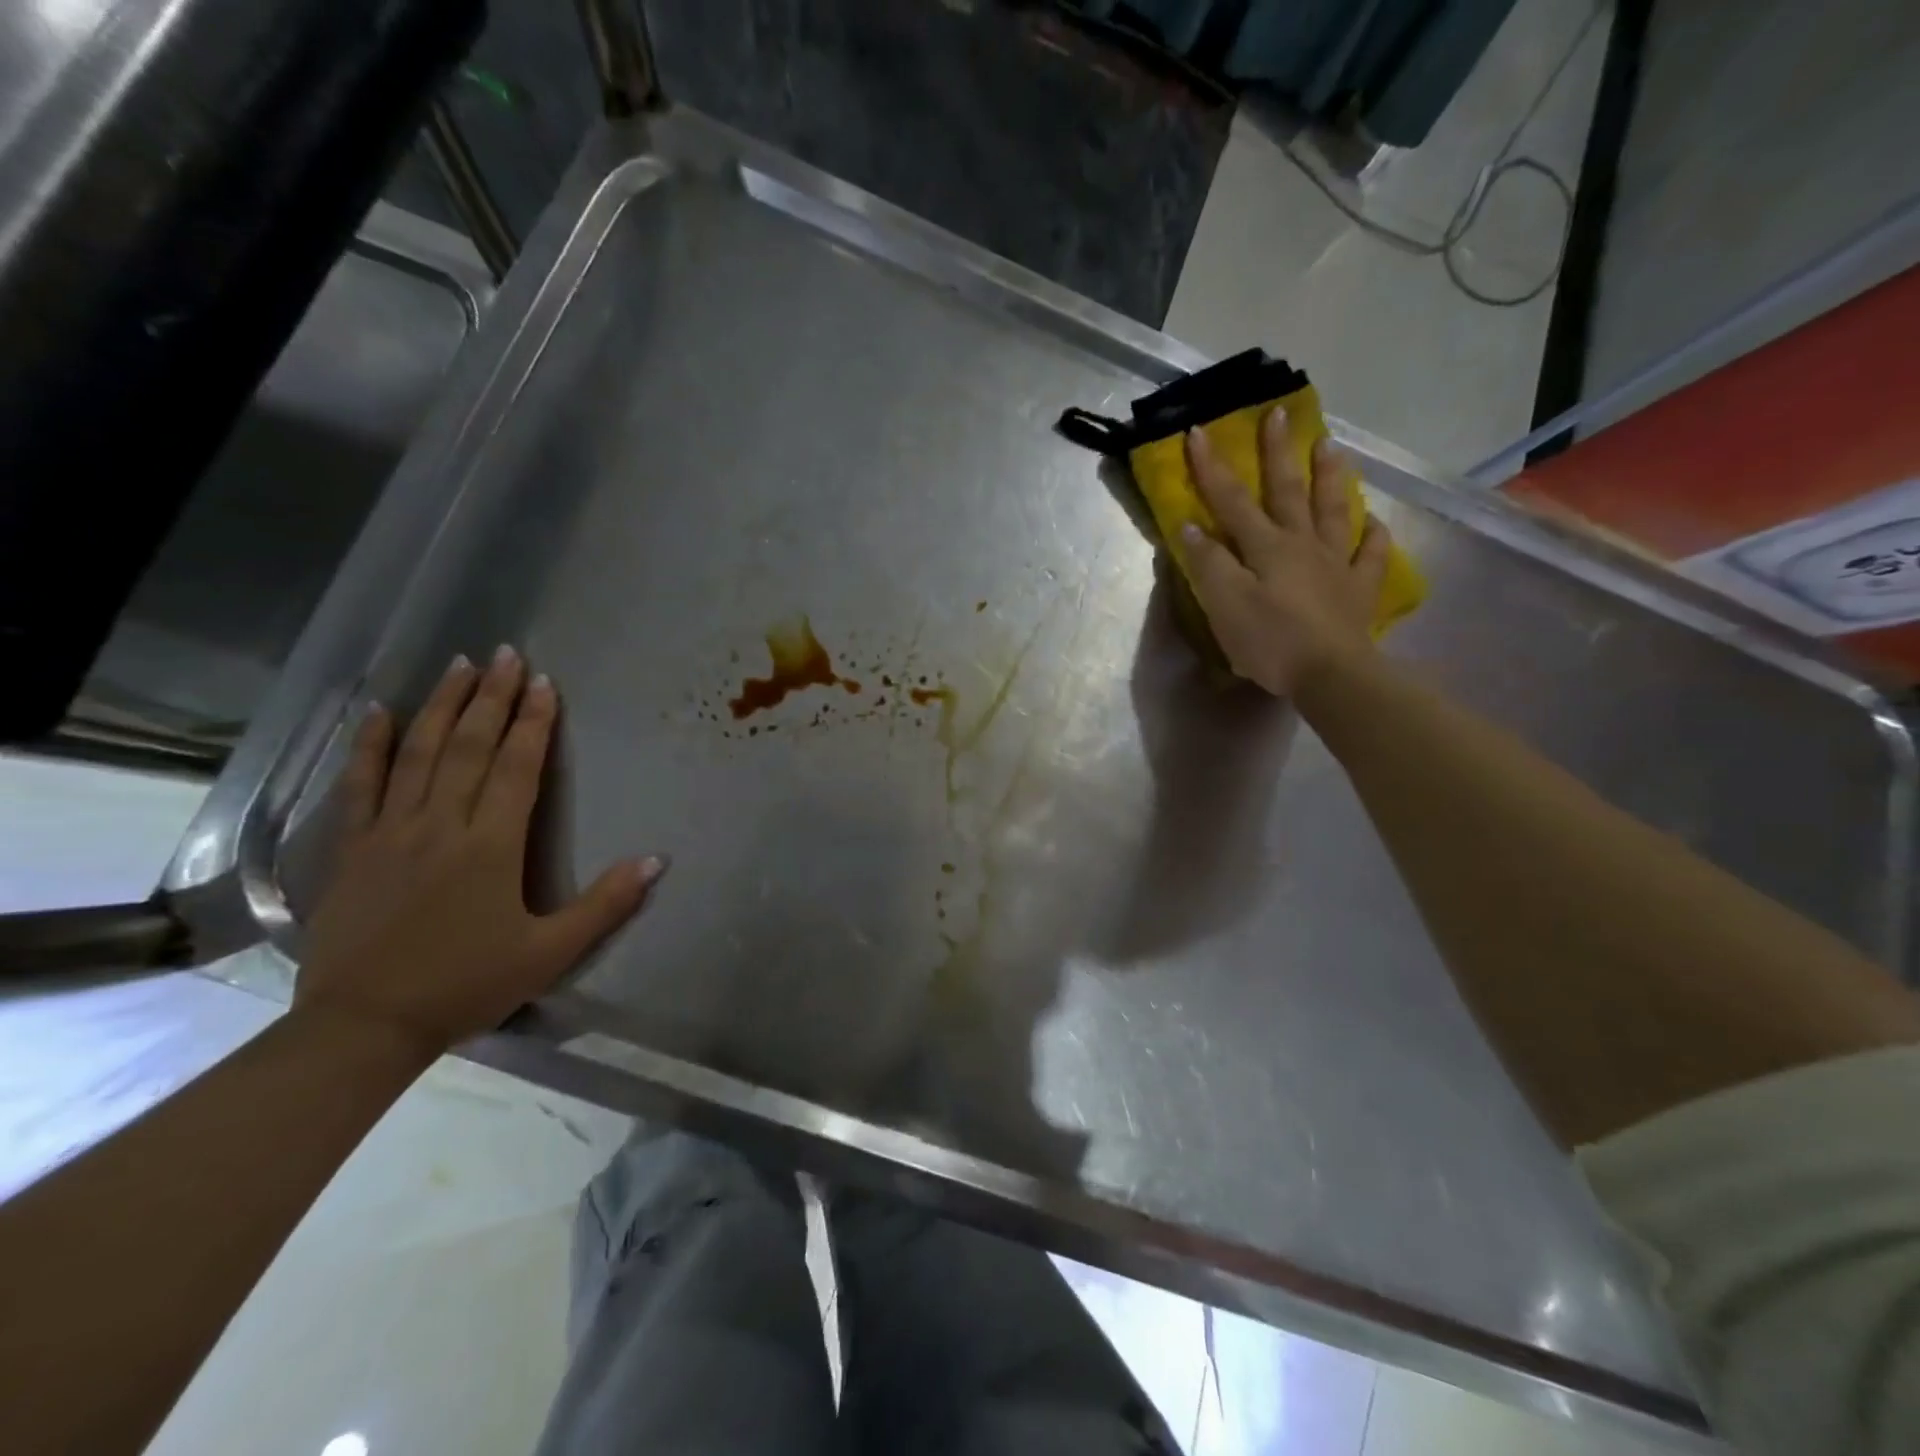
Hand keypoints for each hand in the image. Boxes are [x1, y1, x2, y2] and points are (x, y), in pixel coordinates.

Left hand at [296, 648, 665, 1059]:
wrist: (363, 1026)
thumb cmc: (467, 985)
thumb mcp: (551, 953)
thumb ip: (606, 904)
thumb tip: (658, 860)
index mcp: (492, 846)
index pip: (517, 768)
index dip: (534, 723)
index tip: (544, 683)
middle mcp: (441, 825)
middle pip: (470, 747)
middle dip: (493, 697)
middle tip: (508, 654)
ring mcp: (390, 832)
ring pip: (418, 753)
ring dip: (442, 705)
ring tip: (461, 665)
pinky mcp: (353, 848)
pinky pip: (360, 785)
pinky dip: (368, 745)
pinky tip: (377, 712)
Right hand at [1179, 407, 1392, 697]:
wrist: (1330, 674)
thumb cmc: (1270, 642)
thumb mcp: (1225, 605)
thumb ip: (1208, 564)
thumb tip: (1192, 527)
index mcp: (1265, 547)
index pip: (1232, 501)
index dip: (1212, 467)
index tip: (1199, 431)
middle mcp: (1301, 544)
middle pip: (1288, 491)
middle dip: (1278, 452)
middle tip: (1279, 413)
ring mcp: (1336, 563)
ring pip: (1333, 510)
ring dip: (1330, 476)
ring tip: (1330, 445)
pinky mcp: (1359, 589)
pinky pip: (1370, 554)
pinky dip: (1372, 535)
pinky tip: (1372, 523)